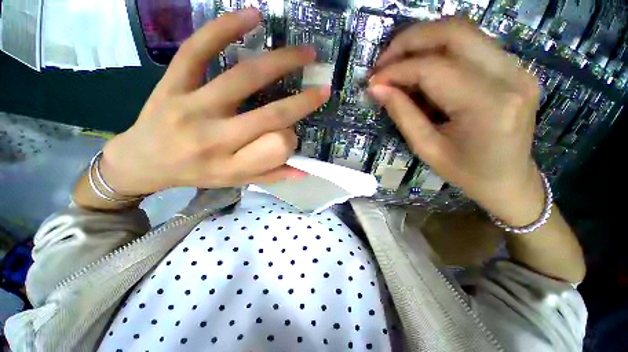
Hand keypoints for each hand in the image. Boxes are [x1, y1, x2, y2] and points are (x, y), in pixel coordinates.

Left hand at [101, 8, 329, 195]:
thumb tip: (303, 171)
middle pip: (269, 115)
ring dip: (279, 62)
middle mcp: (215, 137)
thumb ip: (270, 175)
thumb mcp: (235, 181)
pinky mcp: (172, 82)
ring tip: (304, 52)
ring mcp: (191, 106)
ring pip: (242, 77)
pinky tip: (252, 16)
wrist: (143, 161)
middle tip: (322, 84)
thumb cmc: (196, 174)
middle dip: (302, 101)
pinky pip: (198, 49)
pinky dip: (225, 28)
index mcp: (231, 165)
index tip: (296, 132)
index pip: (276, 149)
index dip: (293, 137)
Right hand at [369, 19, 543, 225]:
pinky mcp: (514, 67)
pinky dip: (439, 49)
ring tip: (397, 63)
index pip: (434, 69)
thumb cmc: (466, 173)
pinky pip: (471, 44)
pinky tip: (421, 68)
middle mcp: (510, 76)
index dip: (397, 70)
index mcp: (488, 106)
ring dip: (423, 40)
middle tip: (382, 61)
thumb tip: (376, 88)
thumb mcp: (426, 148)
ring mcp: (518, 67)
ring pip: (463, 31)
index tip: (373, 80)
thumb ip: (402, 114)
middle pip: (454, 32)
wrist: (509, 179)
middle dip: (410, 40)